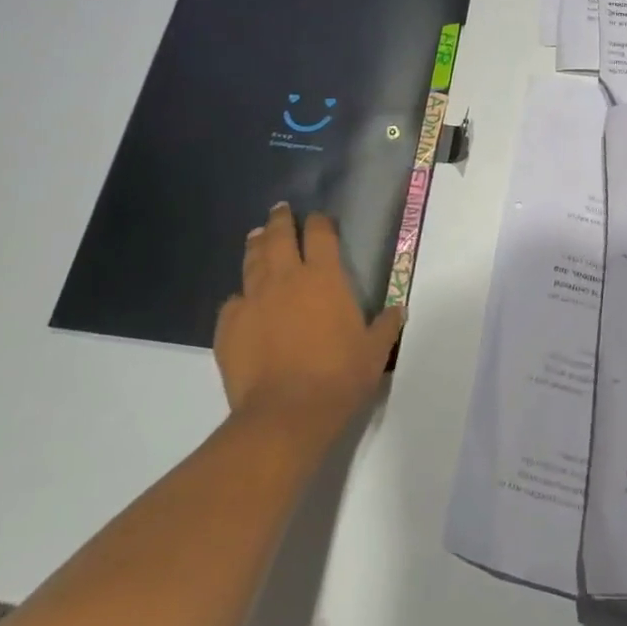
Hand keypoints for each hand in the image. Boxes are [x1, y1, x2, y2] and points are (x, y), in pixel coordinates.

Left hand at [216, 204, 404, 442]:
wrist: (285, 415)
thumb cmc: (339, 377)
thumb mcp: (374, 351)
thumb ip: (385, 325)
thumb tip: (397, 309)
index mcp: (324, 277)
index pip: (320, 233)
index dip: (320, 222)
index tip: (320, 219)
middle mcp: (287, 278)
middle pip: (279, 236)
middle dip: (280, 220)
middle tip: (280, 210)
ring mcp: (253, 300)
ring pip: (252, 261)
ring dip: (256, 245)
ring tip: (256, 236)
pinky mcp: (228, 326)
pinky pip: (232, 302)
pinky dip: (239, 297)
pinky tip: (241, 301)